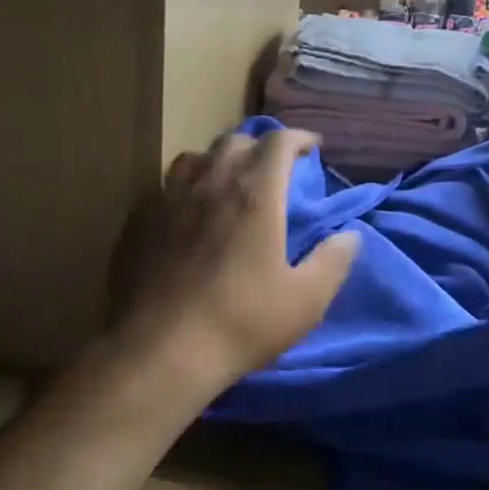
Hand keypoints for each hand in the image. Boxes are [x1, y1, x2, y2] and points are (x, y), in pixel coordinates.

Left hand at [107, 128, 359, 384]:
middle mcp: (210, 183)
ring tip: (227, 183)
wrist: (161, 352)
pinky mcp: (138, 222)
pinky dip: (185, 189)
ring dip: (218, 161)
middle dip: (259, 147)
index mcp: (255, 194)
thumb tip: (350, 235)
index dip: (298, 138)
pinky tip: (187, 215)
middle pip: (235, 141)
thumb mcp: (306, 300)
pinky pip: (165, 188)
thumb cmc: (242, 322)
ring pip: (194, 158)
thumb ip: (333, 261)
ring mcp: (168, 199)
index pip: (278, 141)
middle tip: (273, 169)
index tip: (312, 148)